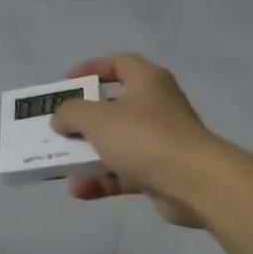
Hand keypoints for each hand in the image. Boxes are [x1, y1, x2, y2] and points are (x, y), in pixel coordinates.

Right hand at [52, 54, 218, 226]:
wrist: (193, 182)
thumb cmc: (144, 136)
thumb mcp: (96, 118)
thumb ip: (71, 113)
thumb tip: (60, 119)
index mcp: (147, 81)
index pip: (119, 63)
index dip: (91, 68)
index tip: (67, 83)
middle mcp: (155, 106)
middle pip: (113, 106)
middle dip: (83, 120)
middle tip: (59, 127)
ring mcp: (159, 140)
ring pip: (116, 143)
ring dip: (87, 155)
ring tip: (62, 165)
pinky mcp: (160, 171)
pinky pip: (123, 172)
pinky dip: (101, 180)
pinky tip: (79, 190)